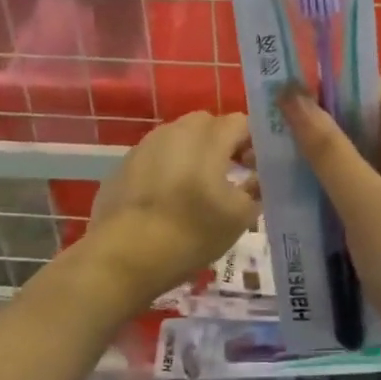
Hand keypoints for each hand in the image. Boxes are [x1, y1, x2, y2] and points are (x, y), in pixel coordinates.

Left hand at [82, 110, 258, 305]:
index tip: (256, 168)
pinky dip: (167, 168)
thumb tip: (258, 178)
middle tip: (230, 175)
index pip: (241, 122)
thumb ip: (256, 190)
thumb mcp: (239, 218)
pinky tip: (166, 200)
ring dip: (194, 155)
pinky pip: (155, 156)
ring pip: (179, 138)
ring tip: (197, 189)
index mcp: (208, 138)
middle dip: (223, 144)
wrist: (123, 257)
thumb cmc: (190, 233)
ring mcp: (145, 146)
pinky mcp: (123, 164)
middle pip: (208, 124)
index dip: (254, 142)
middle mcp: (176, 131)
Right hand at [280, 81, 380, 357]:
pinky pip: (366, 192)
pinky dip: (336, 190)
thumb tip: (292, 94)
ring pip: (364, 161)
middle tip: (270, 125)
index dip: (332, 85)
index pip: (376, 92)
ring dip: (325, 160)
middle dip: (322, 124)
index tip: (285, 88)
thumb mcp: (363, 200)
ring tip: (275, 157)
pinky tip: (299, 196)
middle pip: (368, 125)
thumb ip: (327, 147)